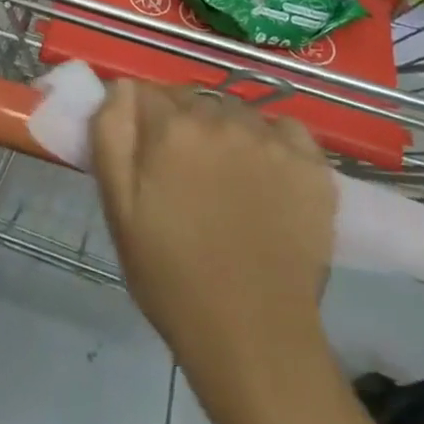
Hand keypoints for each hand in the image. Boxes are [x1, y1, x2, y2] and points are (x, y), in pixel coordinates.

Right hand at [91, 83, 335, 362]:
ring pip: (237, 113)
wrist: (253, 337)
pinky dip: (272, 143)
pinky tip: (267, 178)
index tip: (145, 151)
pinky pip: (284, 129)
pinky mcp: (312, 164)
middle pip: (193, 100)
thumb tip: (120, 86)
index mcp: (172, 128)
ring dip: (225, 132)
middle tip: (183, 174)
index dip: (142, 119)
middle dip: (182, 124)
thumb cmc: (172, 277)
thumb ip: (111, 134)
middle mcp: (223, 119)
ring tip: (226, 182)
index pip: (147, 93)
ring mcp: (272, 140)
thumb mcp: (119, 209)